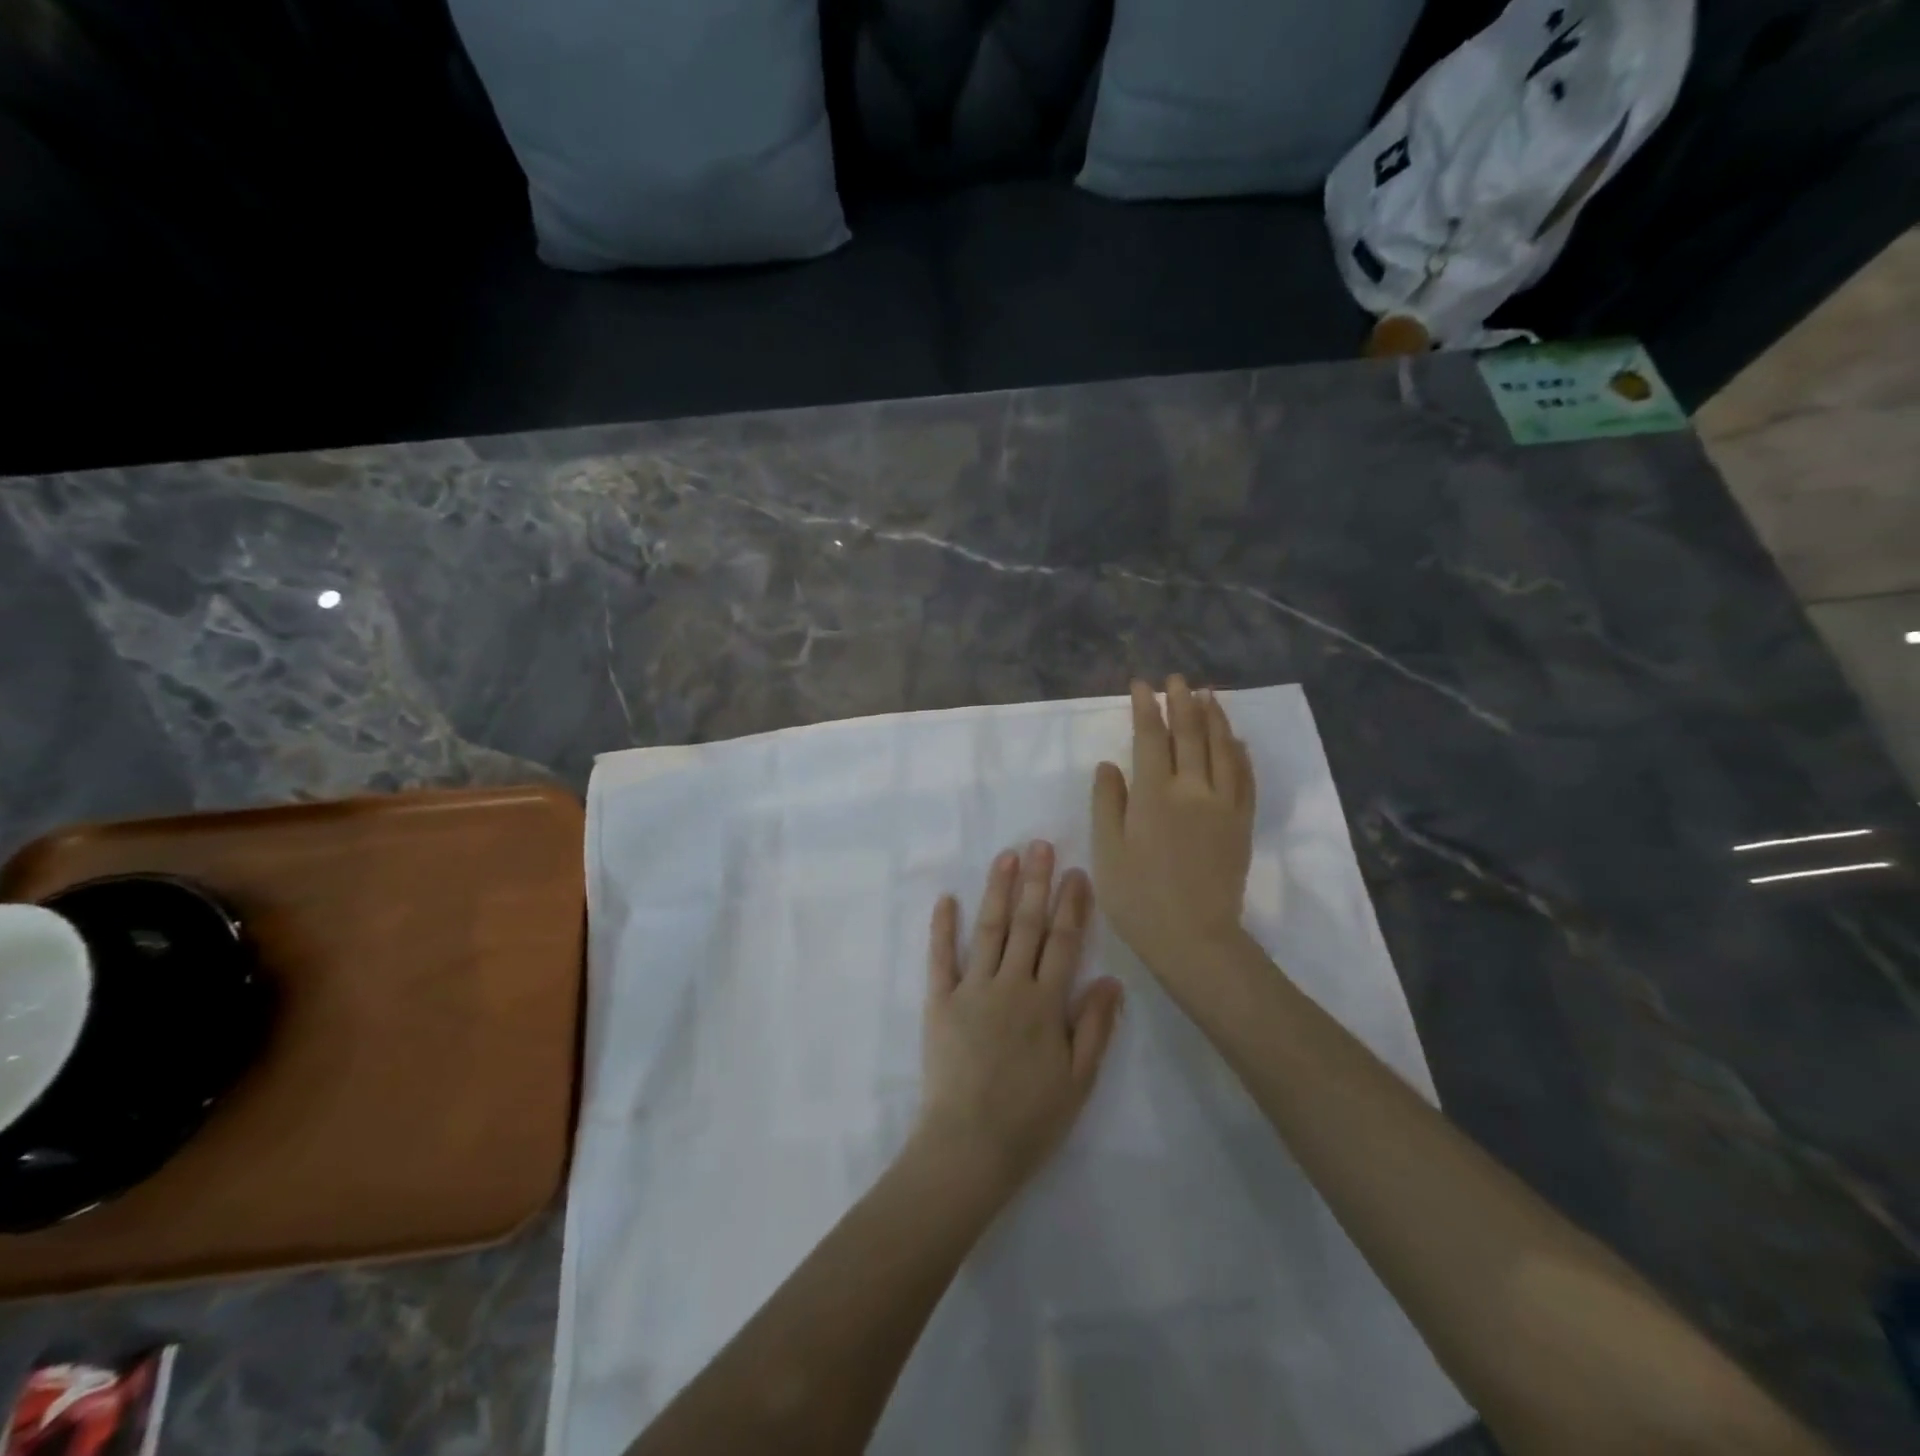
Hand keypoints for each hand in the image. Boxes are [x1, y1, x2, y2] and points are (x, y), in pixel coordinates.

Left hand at [916, 842, 1123, 1196]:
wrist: (969, 1147)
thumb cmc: (1031, 1119)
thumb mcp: (1078, 1080)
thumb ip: (1094, 1027)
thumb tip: (1111, 978)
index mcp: (1046, 1003)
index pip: (1063, 942)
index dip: (1072, 906)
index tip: (1077, 873)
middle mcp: (1010, 985)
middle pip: (1026, 925)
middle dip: (1036, 882)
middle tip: (1040, 845)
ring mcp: (971, 989)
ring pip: (988, 929)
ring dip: (998, 890)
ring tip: (1006, 856)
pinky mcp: (939, 1001)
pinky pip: (941, 957)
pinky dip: (943, 927)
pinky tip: (946, 899)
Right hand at [1091, 677, 1256, 991]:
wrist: (1194, 938)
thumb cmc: (1138, 897)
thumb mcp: (1107, 850)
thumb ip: (1107, 802)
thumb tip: (1109, 765)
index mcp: (1154, 794)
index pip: (1150, 738)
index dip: (1145, 708)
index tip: (1142, 685)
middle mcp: (1193, 789)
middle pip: (1190, 734)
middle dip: (1181, 702)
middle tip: (1176, 679)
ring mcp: (1224, 805)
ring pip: (1222, 748)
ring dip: (1214, 718)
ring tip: (1207, 695)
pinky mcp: (1242, 823)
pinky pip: (1245, 777)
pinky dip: (1240, 753)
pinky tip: (1237, 740)